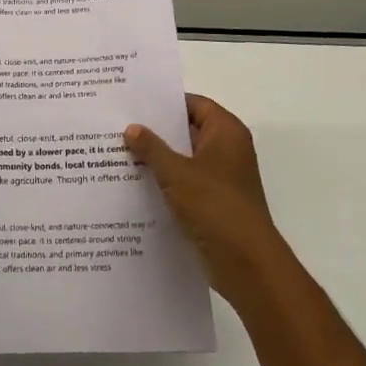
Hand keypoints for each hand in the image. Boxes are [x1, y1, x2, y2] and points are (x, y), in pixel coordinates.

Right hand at [126, 94, 285, 303]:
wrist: (246, 264)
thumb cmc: (214, 206)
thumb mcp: (175, 172)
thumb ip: (151, 148)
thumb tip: (132, 128)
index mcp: (226, 132)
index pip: (193, 104)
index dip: (165, 102)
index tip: (133, 102)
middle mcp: (228, 149)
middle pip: (188, 130)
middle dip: (156, 130)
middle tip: (119, 125)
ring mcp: (222, 178)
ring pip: (185, 158)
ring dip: (159, 158)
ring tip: (120, 151)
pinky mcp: (215, 202)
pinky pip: (186, 182)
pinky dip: (166, 181)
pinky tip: (135, 182)